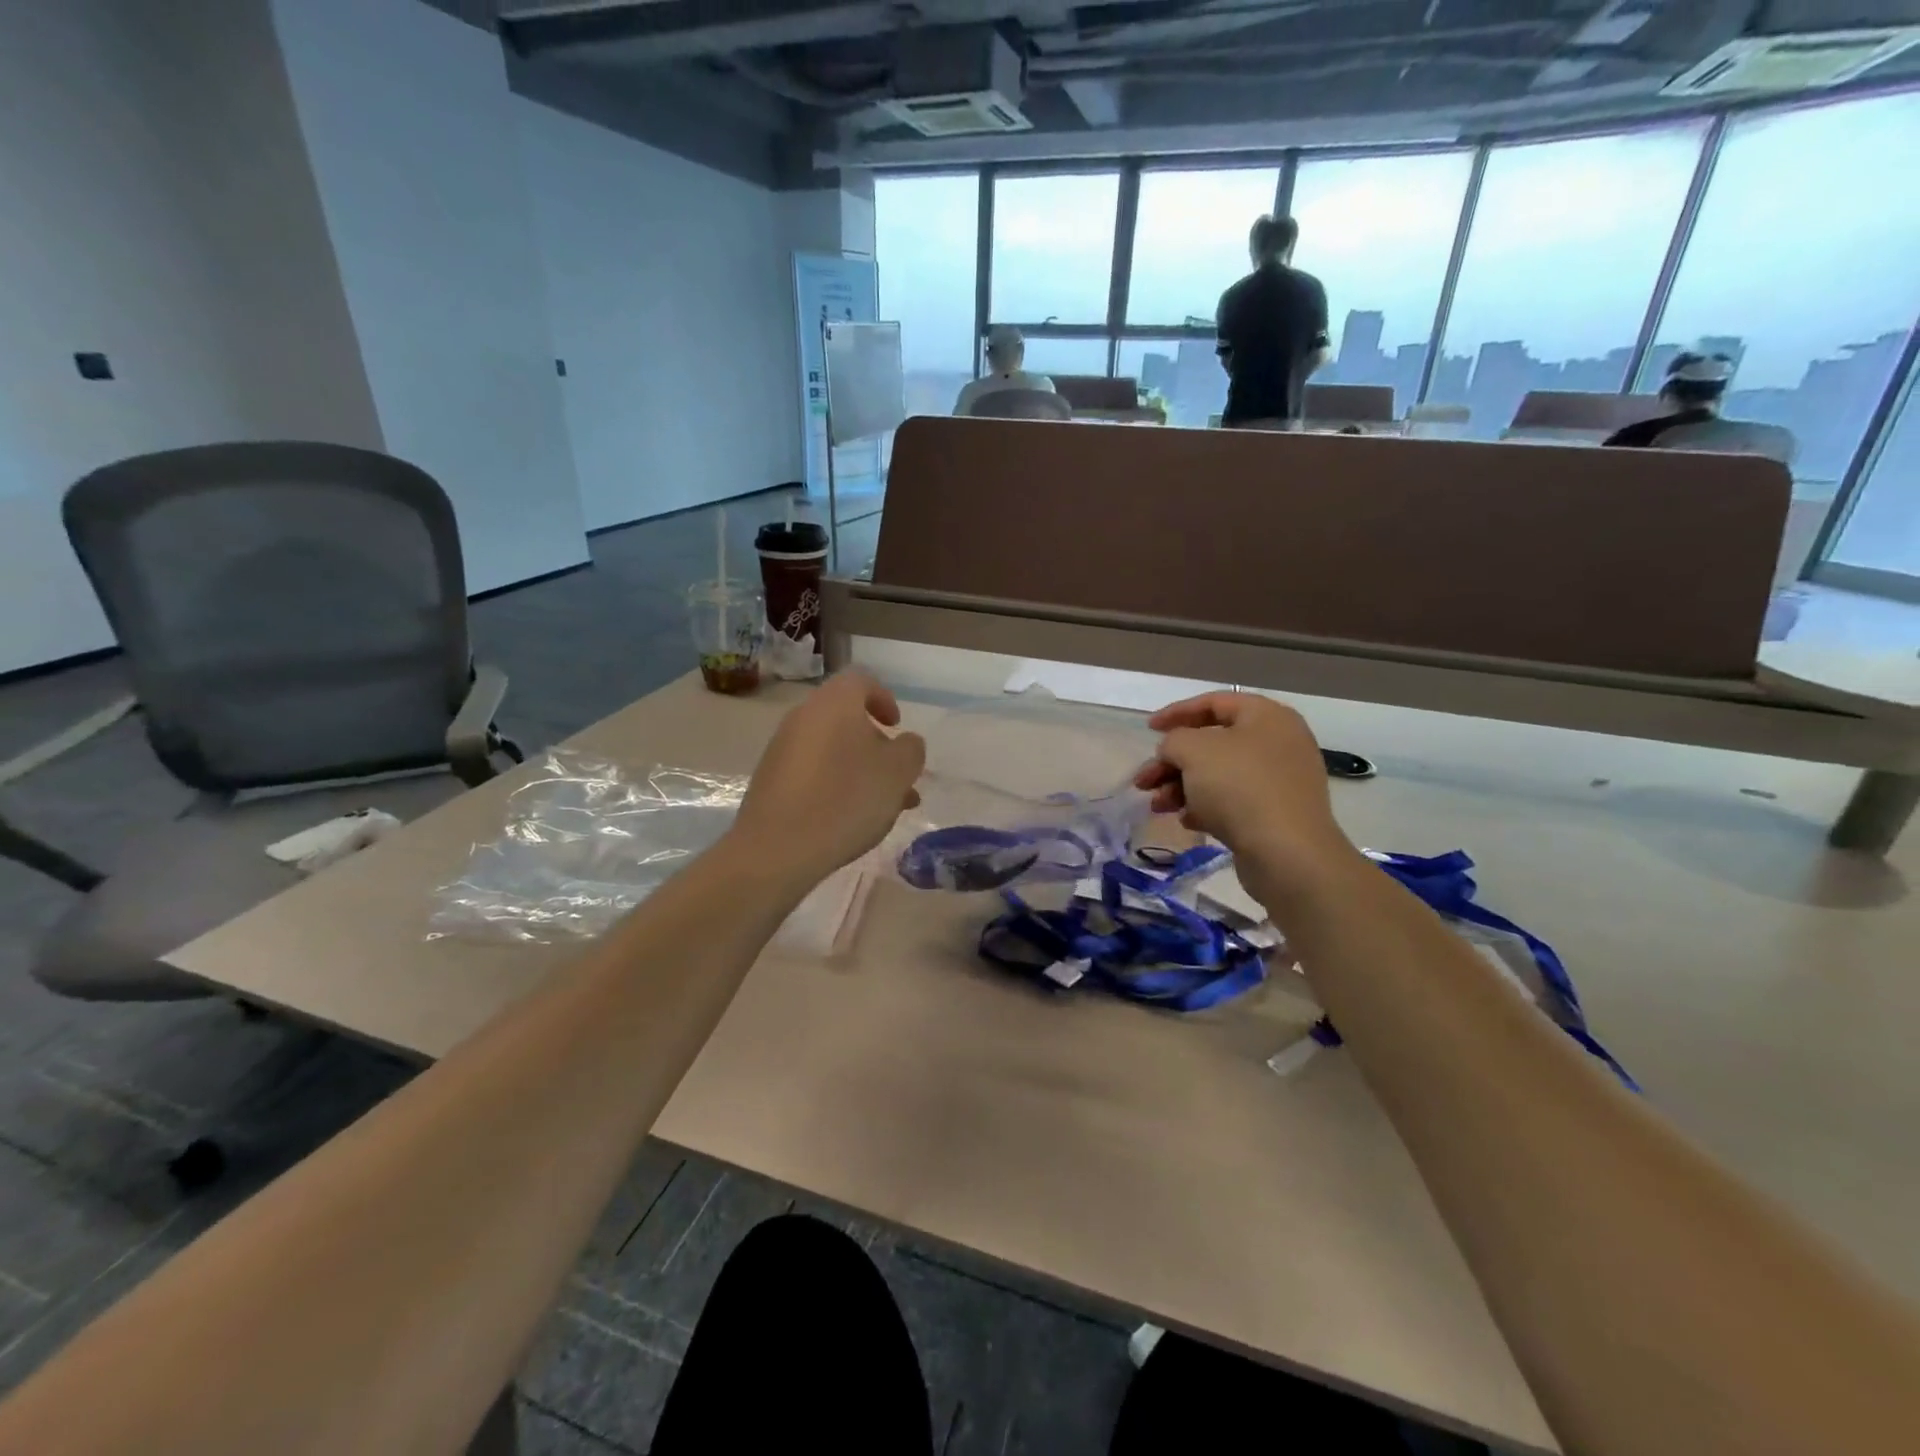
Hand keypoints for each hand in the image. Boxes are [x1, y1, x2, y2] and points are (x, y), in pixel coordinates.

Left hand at [732, 669, 925, 883]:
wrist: (777, 848)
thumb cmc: (846, 799)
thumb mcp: (898, 772)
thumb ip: (910, 750)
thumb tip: (905, 743)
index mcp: (834, 703)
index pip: (861, 681)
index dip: (884, 699)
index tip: (897, 727)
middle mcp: (804, 717)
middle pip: (846, 719)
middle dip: (876, 745)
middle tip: (897, 775)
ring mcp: (782, 749)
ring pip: (832, 750)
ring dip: (860, 770)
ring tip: (885, 806)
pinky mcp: (771, 780)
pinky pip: (813, 772)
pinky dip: (835, 784)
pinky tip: (851, 818)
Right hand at [1134, 692, 1353, 899]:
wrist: (1286, 852)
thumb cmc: (1239, 787)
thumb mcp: (1193, 751)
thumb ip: (1173, 741)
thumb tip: (1174, 751)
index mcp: (1266, 717)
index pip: (1215, 703)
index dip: (1177, 713)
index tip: (1148, 729)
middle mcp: (1278, 743)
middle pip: (1213, 744)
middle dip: (1173, 762)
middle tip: (1144, 781)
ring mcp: (1280, 780)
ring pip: (1219, 775)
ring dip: (1182, 787)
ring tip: (1157, 806)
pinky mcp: (1276, 813)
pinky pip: (1233, 801)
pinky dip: (1206, 807)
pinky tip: (1187, 822)